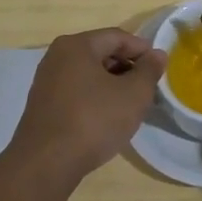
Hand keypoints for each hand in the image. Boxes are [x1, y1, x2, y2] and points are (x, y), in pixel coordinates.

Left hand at [3, 28, 166, 191]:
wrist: (46, 163)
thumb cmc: (94, 120)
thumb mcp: (133, 94)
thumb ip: (149, 70)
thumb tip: (157, 54)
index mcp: (77, 45)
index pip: (117, 37)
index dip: (142, 49)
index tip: (159, 67)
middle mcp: (57, 56)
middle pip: (101, 52)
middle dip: (127, 67)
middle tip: (146, 87)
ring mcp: (46, 80)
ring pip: (88, 73)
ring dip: (111, 83)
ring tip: (130, 104)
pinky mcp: (42, 104)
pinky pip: (76, 90)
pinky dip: (94, 96)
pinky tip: (106, 117)